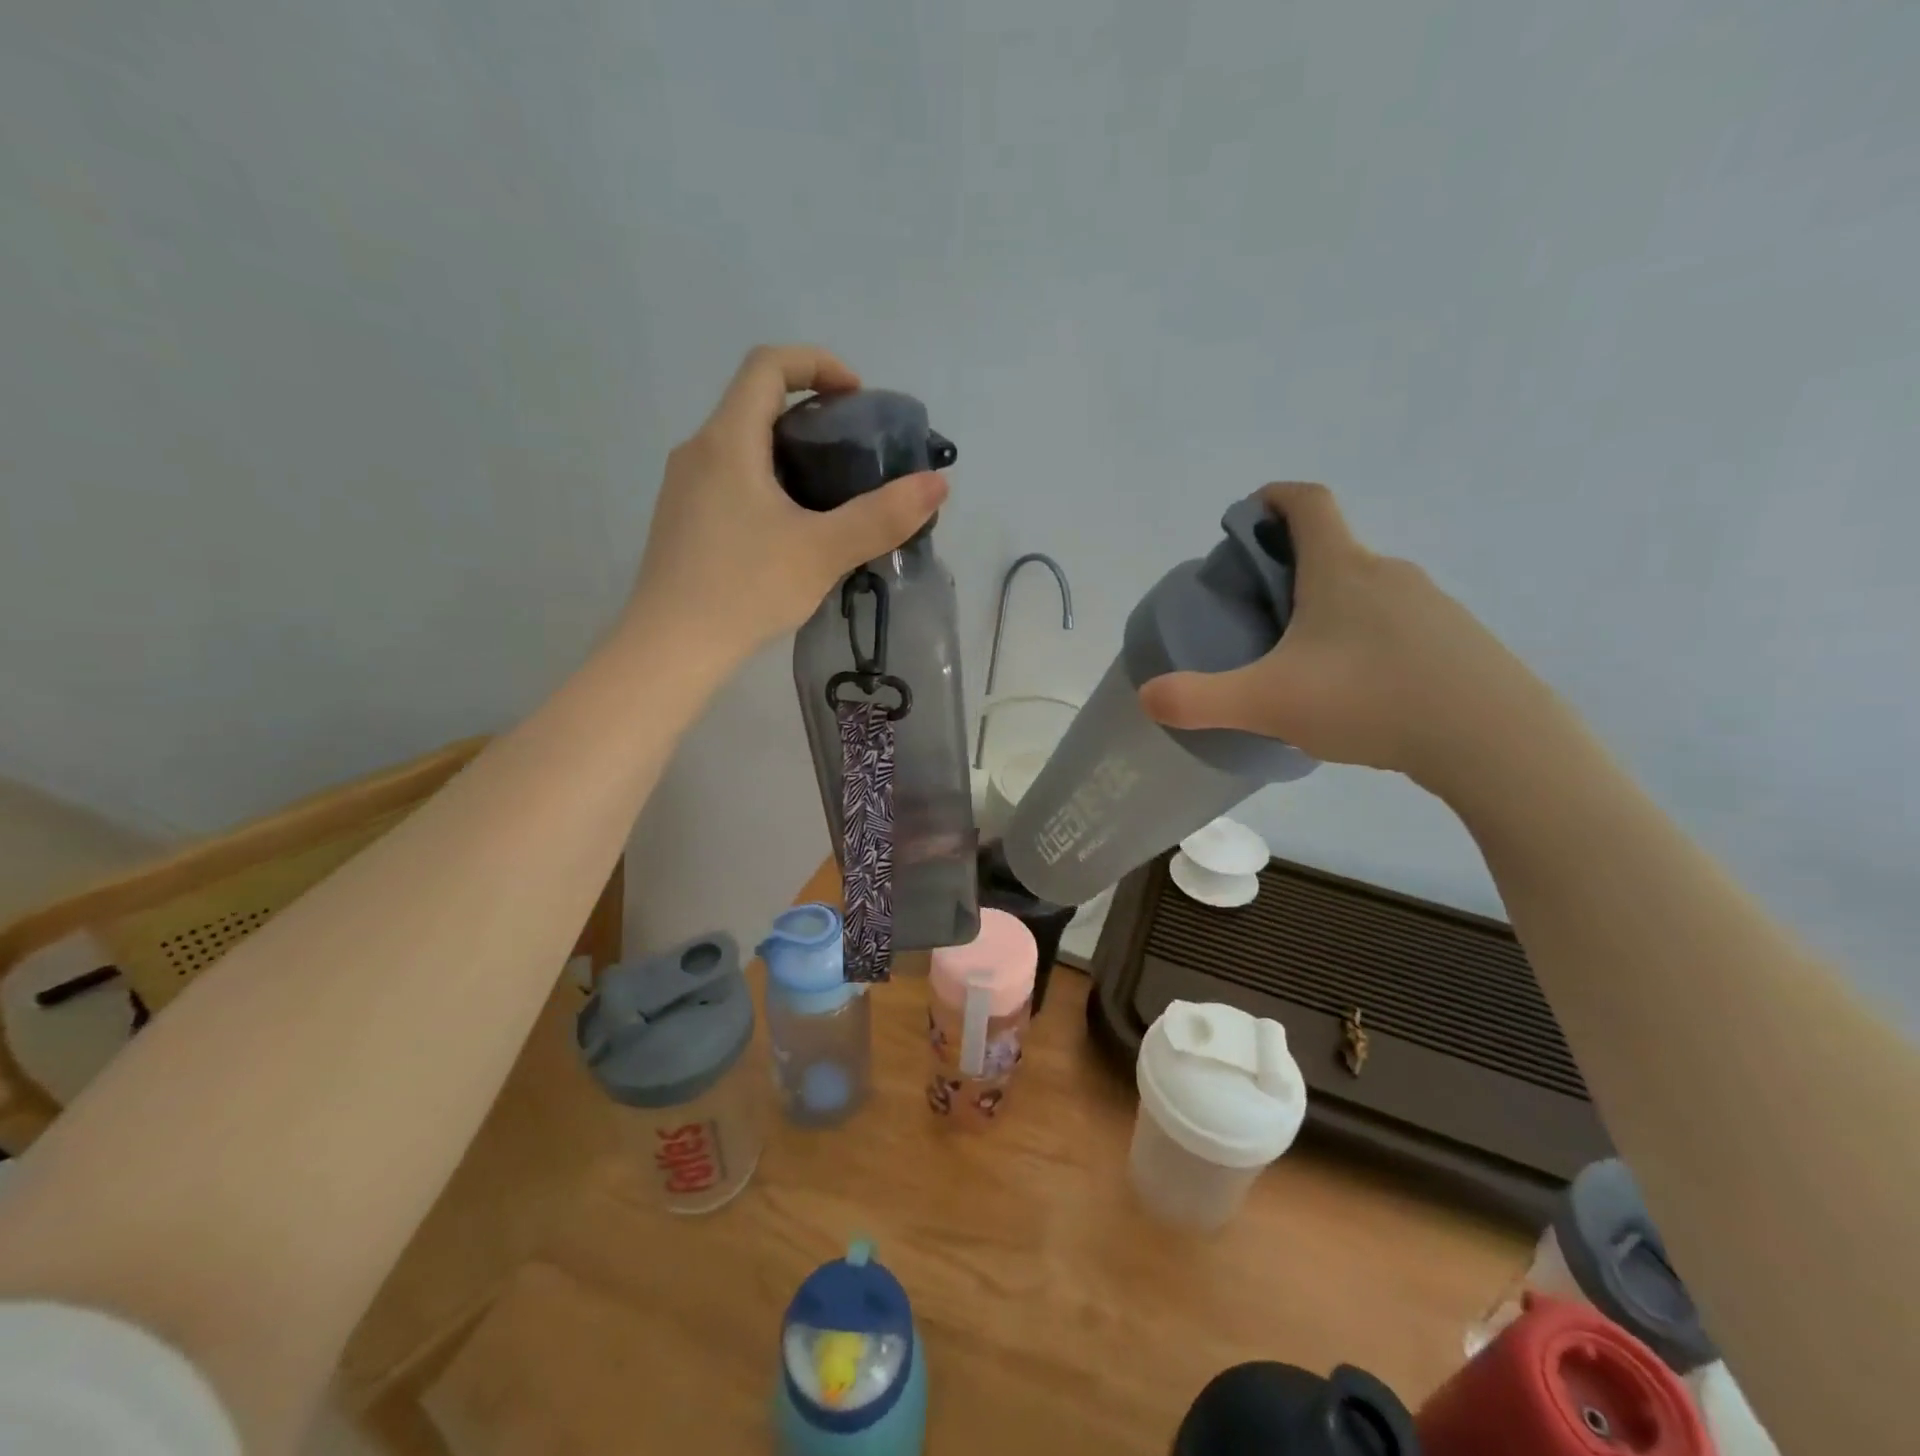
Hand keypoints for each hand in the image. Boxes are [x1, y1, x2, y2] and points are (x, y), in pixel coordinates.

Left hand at [626, 345, 948, 659]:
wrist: (671, 647)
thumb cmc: (746, 589)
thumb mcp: (823, 551)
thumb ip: (883, 516)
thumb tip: (937, 484)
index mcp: (728, 440)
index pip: (768, 365)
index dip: (817, 363)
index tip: (857, 397)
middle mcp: (699, 450)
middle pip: (756, 403)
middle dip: (811, 413)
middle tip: (856, 453)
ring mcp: (684, 487)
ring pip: (743, 445)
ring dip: (790, 452)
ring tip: (832, 493)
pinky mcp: (683, 519)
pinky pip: (731, 478)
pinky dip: (768, 481)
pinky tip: (793, 529)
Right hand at [1138, 483, 1548, 792]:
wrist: (1493, 739)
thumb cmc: (1370, 700)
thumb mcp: (1268, 702)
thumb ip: (1199, 699)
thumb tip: (1147, 695)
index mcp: (1340, 569)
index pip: (1307, 503)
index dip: (1273, 498)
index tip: (1247, 515)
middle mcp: (1388, 573)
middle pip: (1332, 551)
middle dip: (1289, 571)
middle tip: (1259, 618)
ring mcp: (1431, 605)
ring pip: (1365, 593)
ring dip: (1329, 610)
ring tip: (1305, 665)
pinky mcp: (1458, 641)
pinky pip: (1397, 626)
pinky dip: (1367, 642)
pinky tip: (1358, 693)